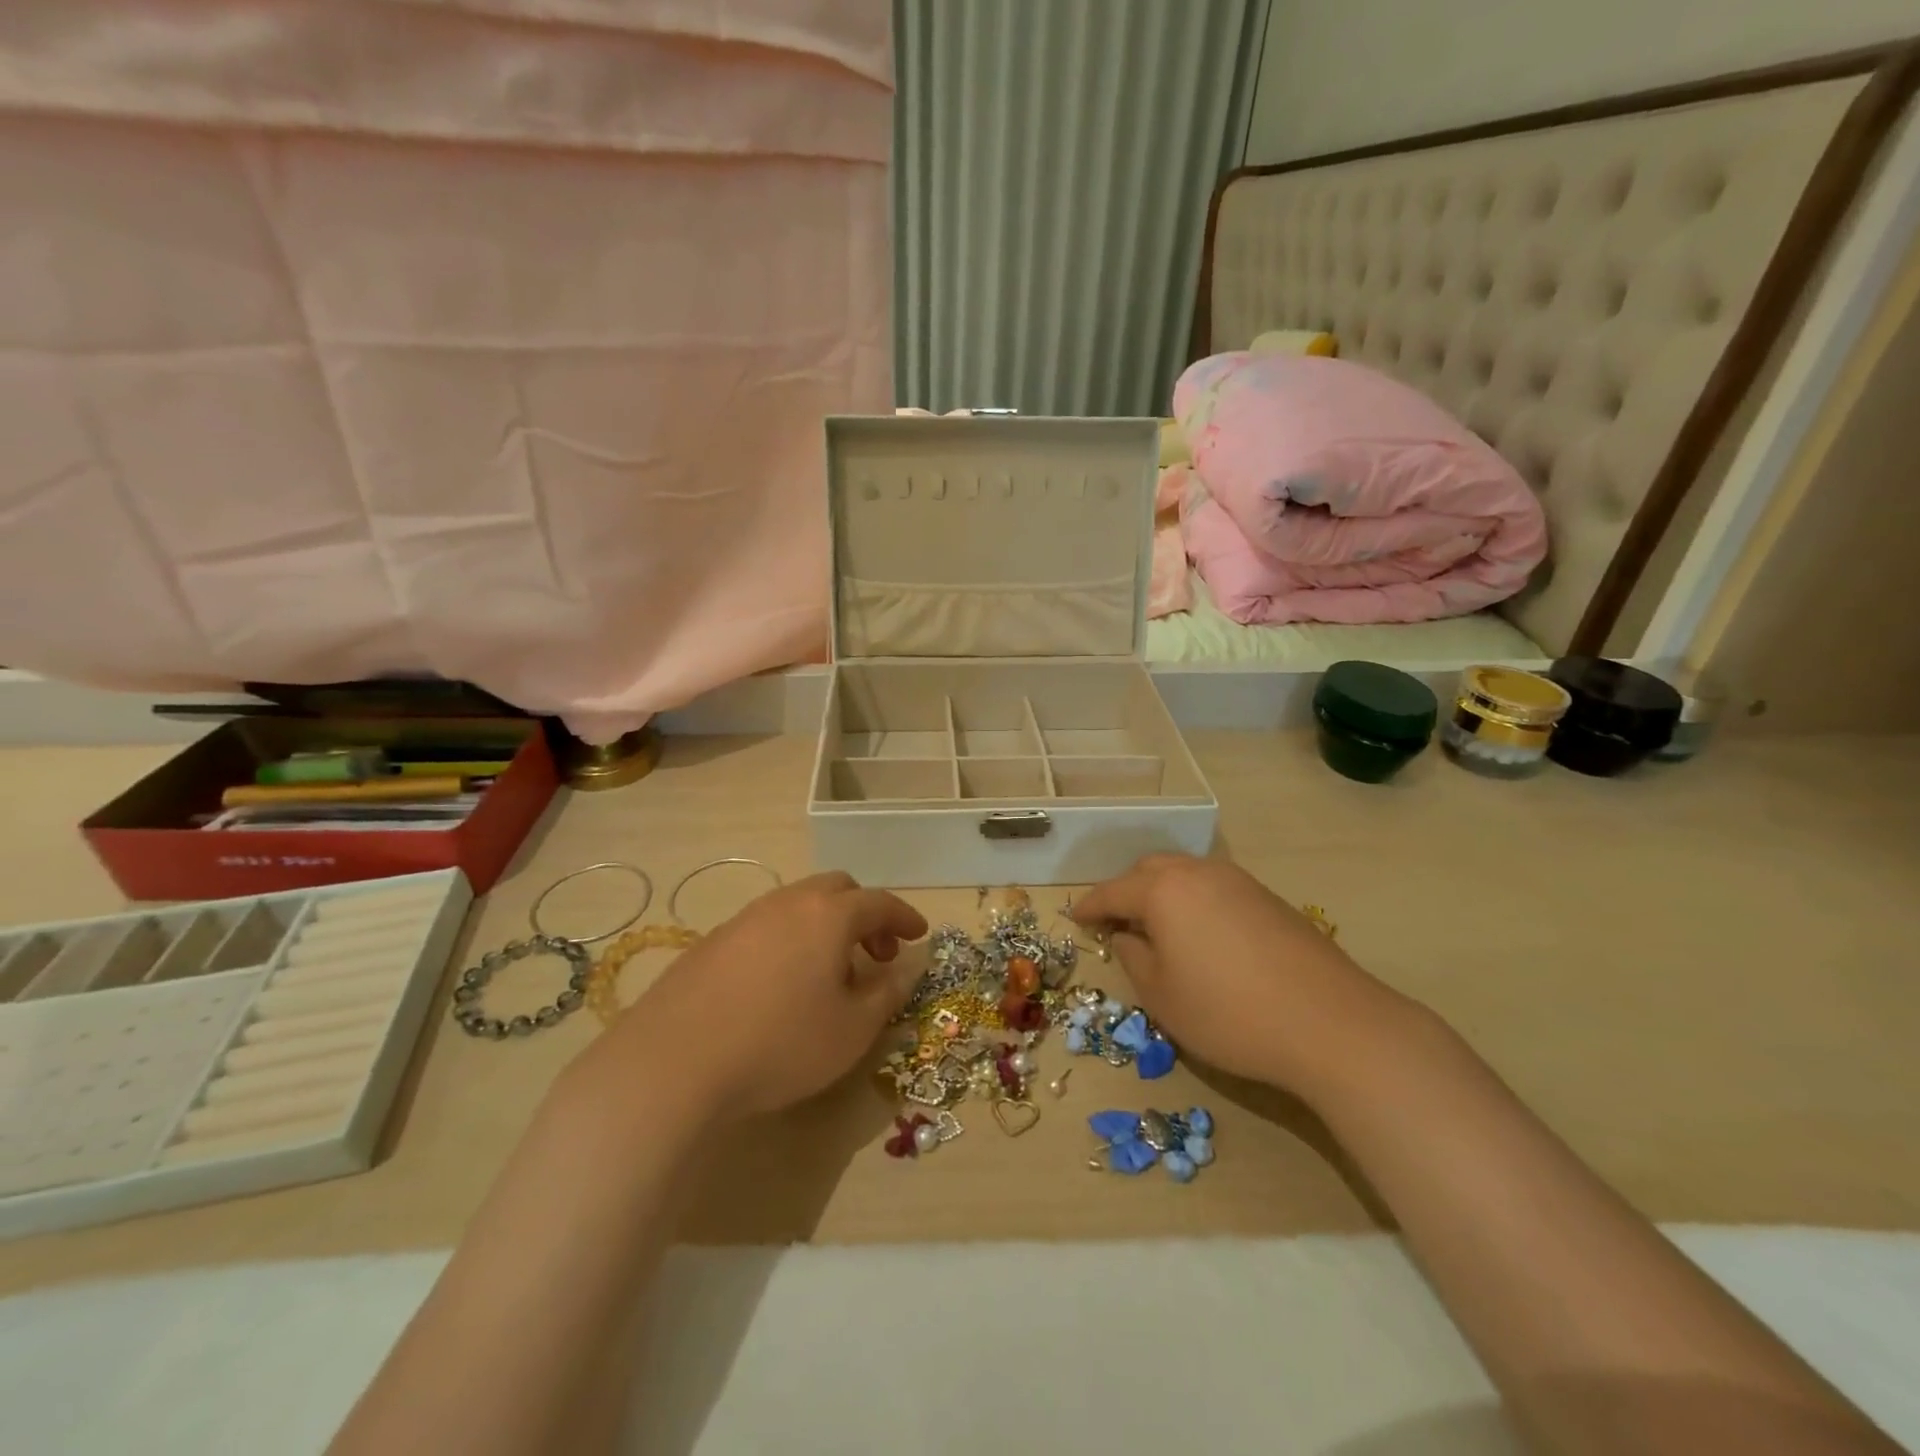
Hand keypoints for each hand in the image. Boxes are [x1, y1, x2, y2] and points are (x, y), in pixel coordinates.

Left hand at [591, 872, 927, 1122]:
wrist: (673, 1060)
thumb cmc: (780, 1043)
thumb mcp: (852, 1029)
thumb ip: (886, 994)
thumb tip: (904, 969)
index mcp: (828, 914)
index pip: (879, 902)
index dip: (904, 917)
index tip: (918, 935)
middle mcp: (788, 903)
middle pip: (837, 890)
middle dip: (864, 915)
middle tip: (875, 955)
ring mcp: (745, 918)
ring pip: (799, 905)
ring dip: (826, 927)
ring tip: (830, 973)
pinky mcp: (713, 941)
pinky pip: (767, 926)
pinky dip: (791, 940)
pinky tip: (782, 984)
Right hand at [1072, 854, 1408, 1099]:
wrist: (1332, 1023)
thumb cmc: (1230, 1013)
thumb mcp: (1163, 997)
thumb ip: (1134, 959)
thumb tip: (1126, 936)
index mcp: (1164, 891)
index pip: (1113, 891)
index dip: (1091, 906)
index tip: (1075, 918)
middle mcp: (1198, 873)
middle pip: (1149, 870)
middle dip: (1126, 891)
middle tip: (1116, 922)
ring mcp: (1238, 881)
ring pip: (1184, 874)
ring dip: (1162, 893)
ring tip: (1157, 927)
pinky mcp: (1268, 898)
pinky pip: (1214, 888)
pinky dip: (1193, 901)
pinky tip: (1201, 934)